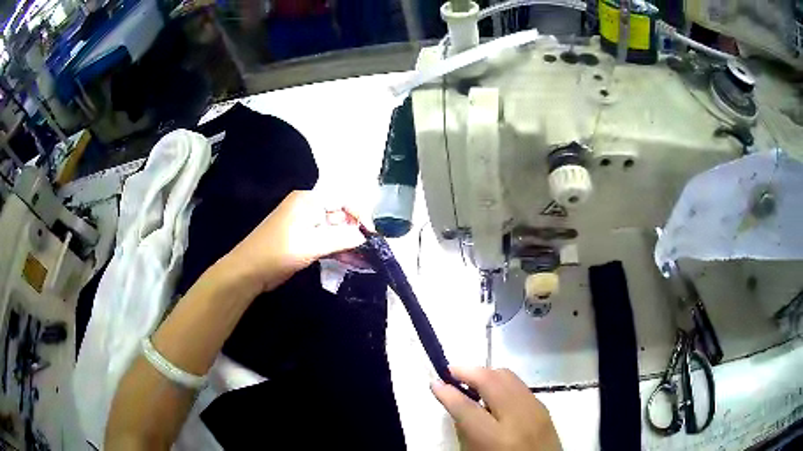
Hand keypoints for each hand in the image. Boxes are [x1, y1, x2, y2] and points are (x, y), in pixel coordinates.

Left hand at [222, 190, 365, 292]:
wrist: (249, 271)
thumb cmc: (279, 252)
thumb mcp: (313, 244)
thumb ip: (341, 238)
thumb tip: (364, 236)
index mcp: (308, 200)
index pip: (343, 200)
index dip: (360, 215)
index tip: (373, 234)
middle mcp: (307, 208)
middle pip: (339, 215)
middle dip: (355, 232)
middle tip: (371, 250)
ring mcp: (304, 225)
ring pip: (333, 231)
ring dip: (348, 243)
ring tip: (365, 259)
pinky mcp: (302, 241)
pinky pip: (325, 241)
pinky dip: (337, 250)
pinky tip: (351, 261)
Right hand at [431, 367, 560, 450]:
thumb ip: (465, 429)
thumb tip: (457, 401)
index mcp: (495, 438)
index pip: (466, 407)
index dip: (447, 392)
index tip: (434, 382)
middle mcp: (518, 418)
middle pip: (491, 380)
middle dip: (468, 371)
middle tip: (451, 372)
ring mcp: (535, 409)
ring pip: (507, 376)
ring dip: (486, 374)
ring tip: (471, 380)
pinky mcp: (544, 406)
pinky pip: (519, 385)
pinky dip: (501, 382)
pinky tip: (493, 391)